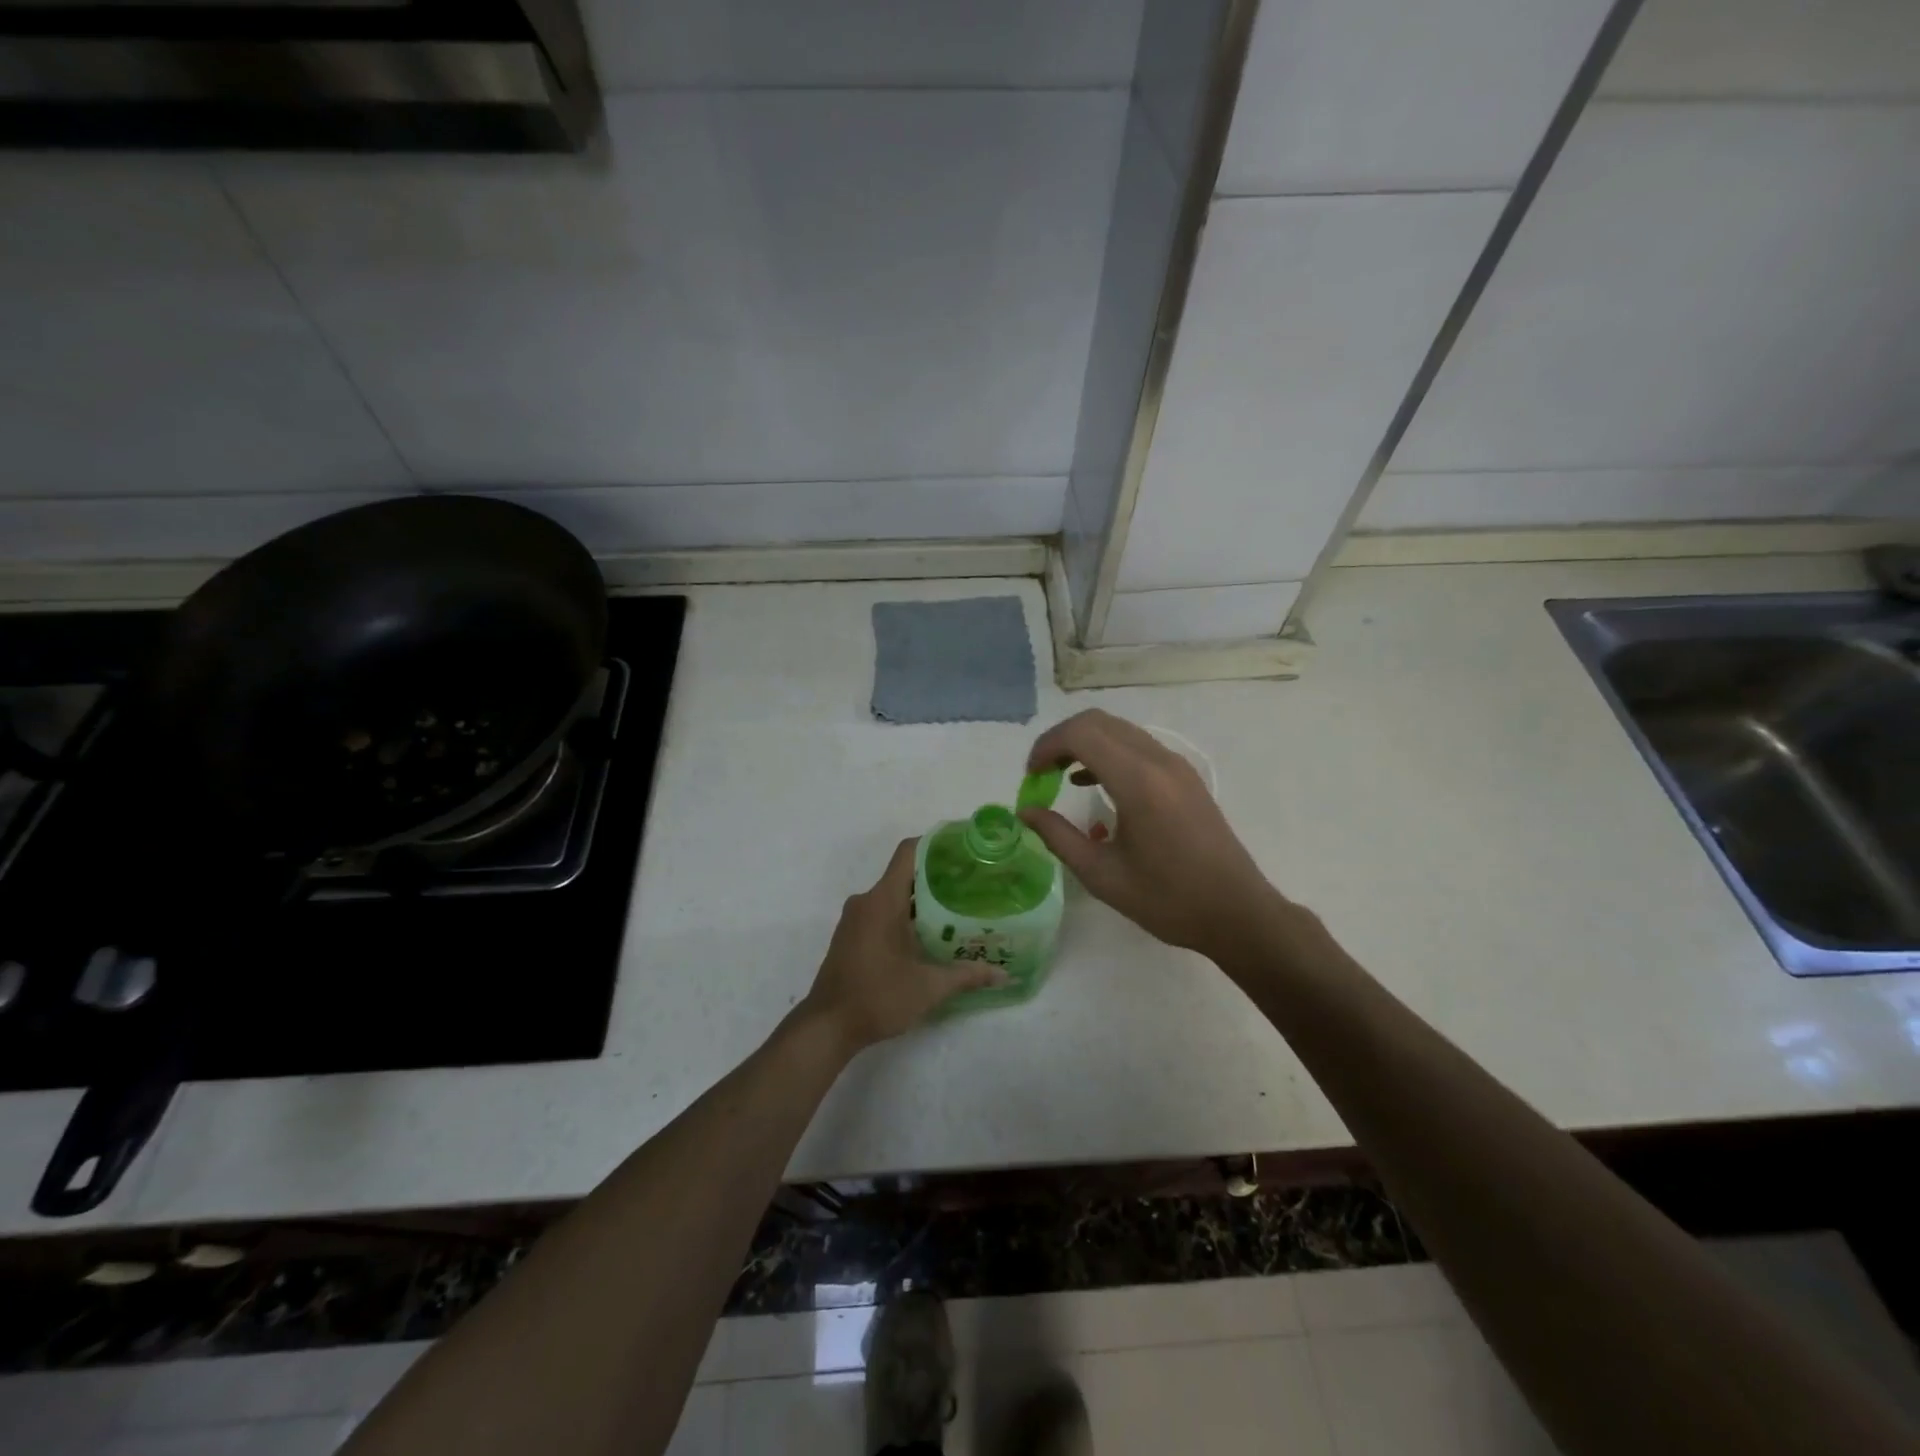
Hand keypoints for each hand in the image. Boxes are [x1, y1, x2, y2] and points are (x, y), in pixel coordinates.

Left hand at [800, 839, 1007, 1053]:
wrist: (827, 1027)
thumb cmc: (878, 997)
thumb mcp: (929, 987)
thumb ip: (967, 975)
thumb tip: (1004, 974)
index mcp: (883, 900)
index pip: (909, 852)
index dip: (936, 843)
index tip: (964, 848)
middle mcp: (867, 900)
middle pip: (905, 874)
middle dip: (938, 876)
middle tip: (973, 884)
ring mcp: (855, 918)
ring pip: (894, 895)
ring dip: (922, 899)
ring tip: (958, 909)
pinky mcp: (851, 935)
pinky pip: (882, 912)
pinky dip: (906, 915)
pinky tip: (930, 934)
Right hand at [1020, 710, 1279, 960]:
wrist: (1237, 913)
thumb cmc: (1168, 900)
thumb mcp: (1102, 875)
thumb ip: (1058, 837)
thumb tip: (1025, 811)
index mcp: (1138, 782)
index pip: (1081, 734)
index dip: (1046, 746)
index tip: (1030, 777)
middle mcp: (1158, 761)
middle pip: (1098, 722)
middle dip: (1061, 740)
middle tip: (1040, 774)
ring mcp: (1176, 765)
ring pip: (1119, 730)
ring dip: (1084, 744)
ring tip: (1059, 777)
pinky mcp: (1185, 776)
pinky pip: (1137, 745)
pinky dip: (1107, 752)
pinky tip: (1092, 783)